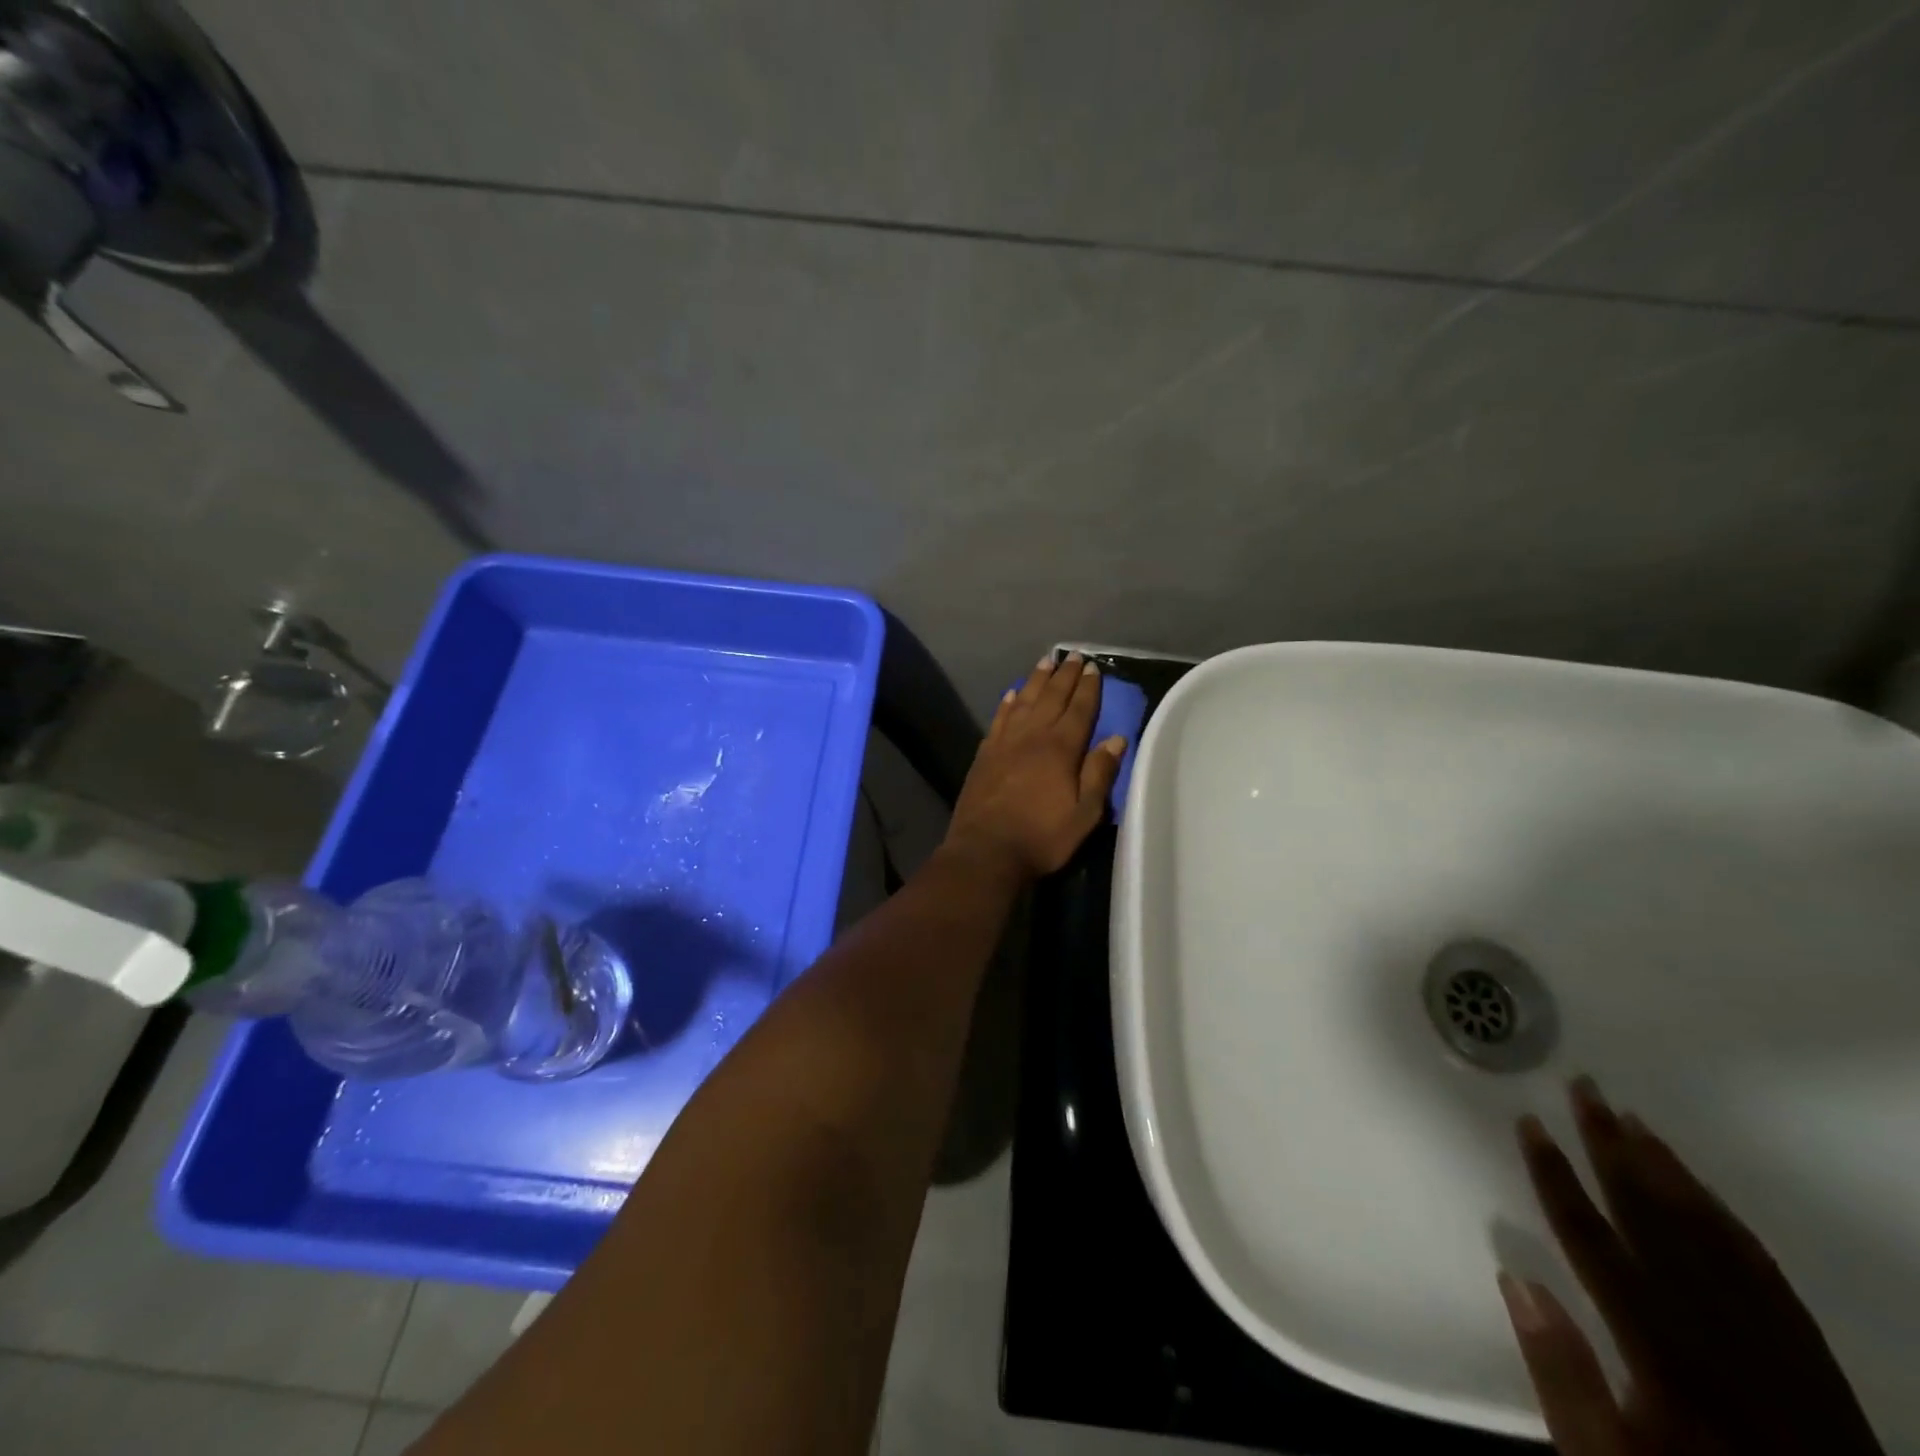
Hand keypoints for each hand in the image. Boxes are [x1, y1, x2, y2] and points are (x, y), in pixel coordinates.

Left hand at [943, 652, 1126, 880]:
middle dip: (1064, 675)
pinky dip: (1007, 703)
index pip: (1079, 709)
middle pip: (1051, 698)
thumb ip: (1099, 773)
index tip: (1093, 667)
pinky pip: (999, 719)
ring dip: (1036, 680)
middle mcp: (1032, 736)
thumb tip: (1116, 739)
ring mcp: (1004, 743)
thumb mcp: (1084, 813)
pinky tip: (1011, 694)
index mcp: (1060, 748)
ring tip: (1045, 661)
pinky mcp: (984, 754)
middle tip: (1073, 655)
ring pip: (1023, 701)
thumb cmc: (1042, 837)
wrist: (986, 851)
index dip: (1088, 688)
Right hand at [1503, 1078, 1882, 1455]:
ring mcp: (1773, 1344)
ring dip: (1668, 1172)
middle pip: (1655, 1223)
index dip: (1556, 1177)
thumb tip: (1516, 1279)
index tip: (1529, 1121)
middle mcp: (1719, 1336)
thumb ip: (1562, 1377)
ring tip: (1632, 1119)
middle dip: (1613, 1150)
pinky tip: (1701, 1189)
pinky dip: (1728, 1221)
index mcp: (1661, 1355)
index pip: (1594, 1243)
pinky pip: (1766, 1272)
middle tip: (1585, 1087)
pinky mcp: (1811, 1359)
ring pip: (1713, 1237)